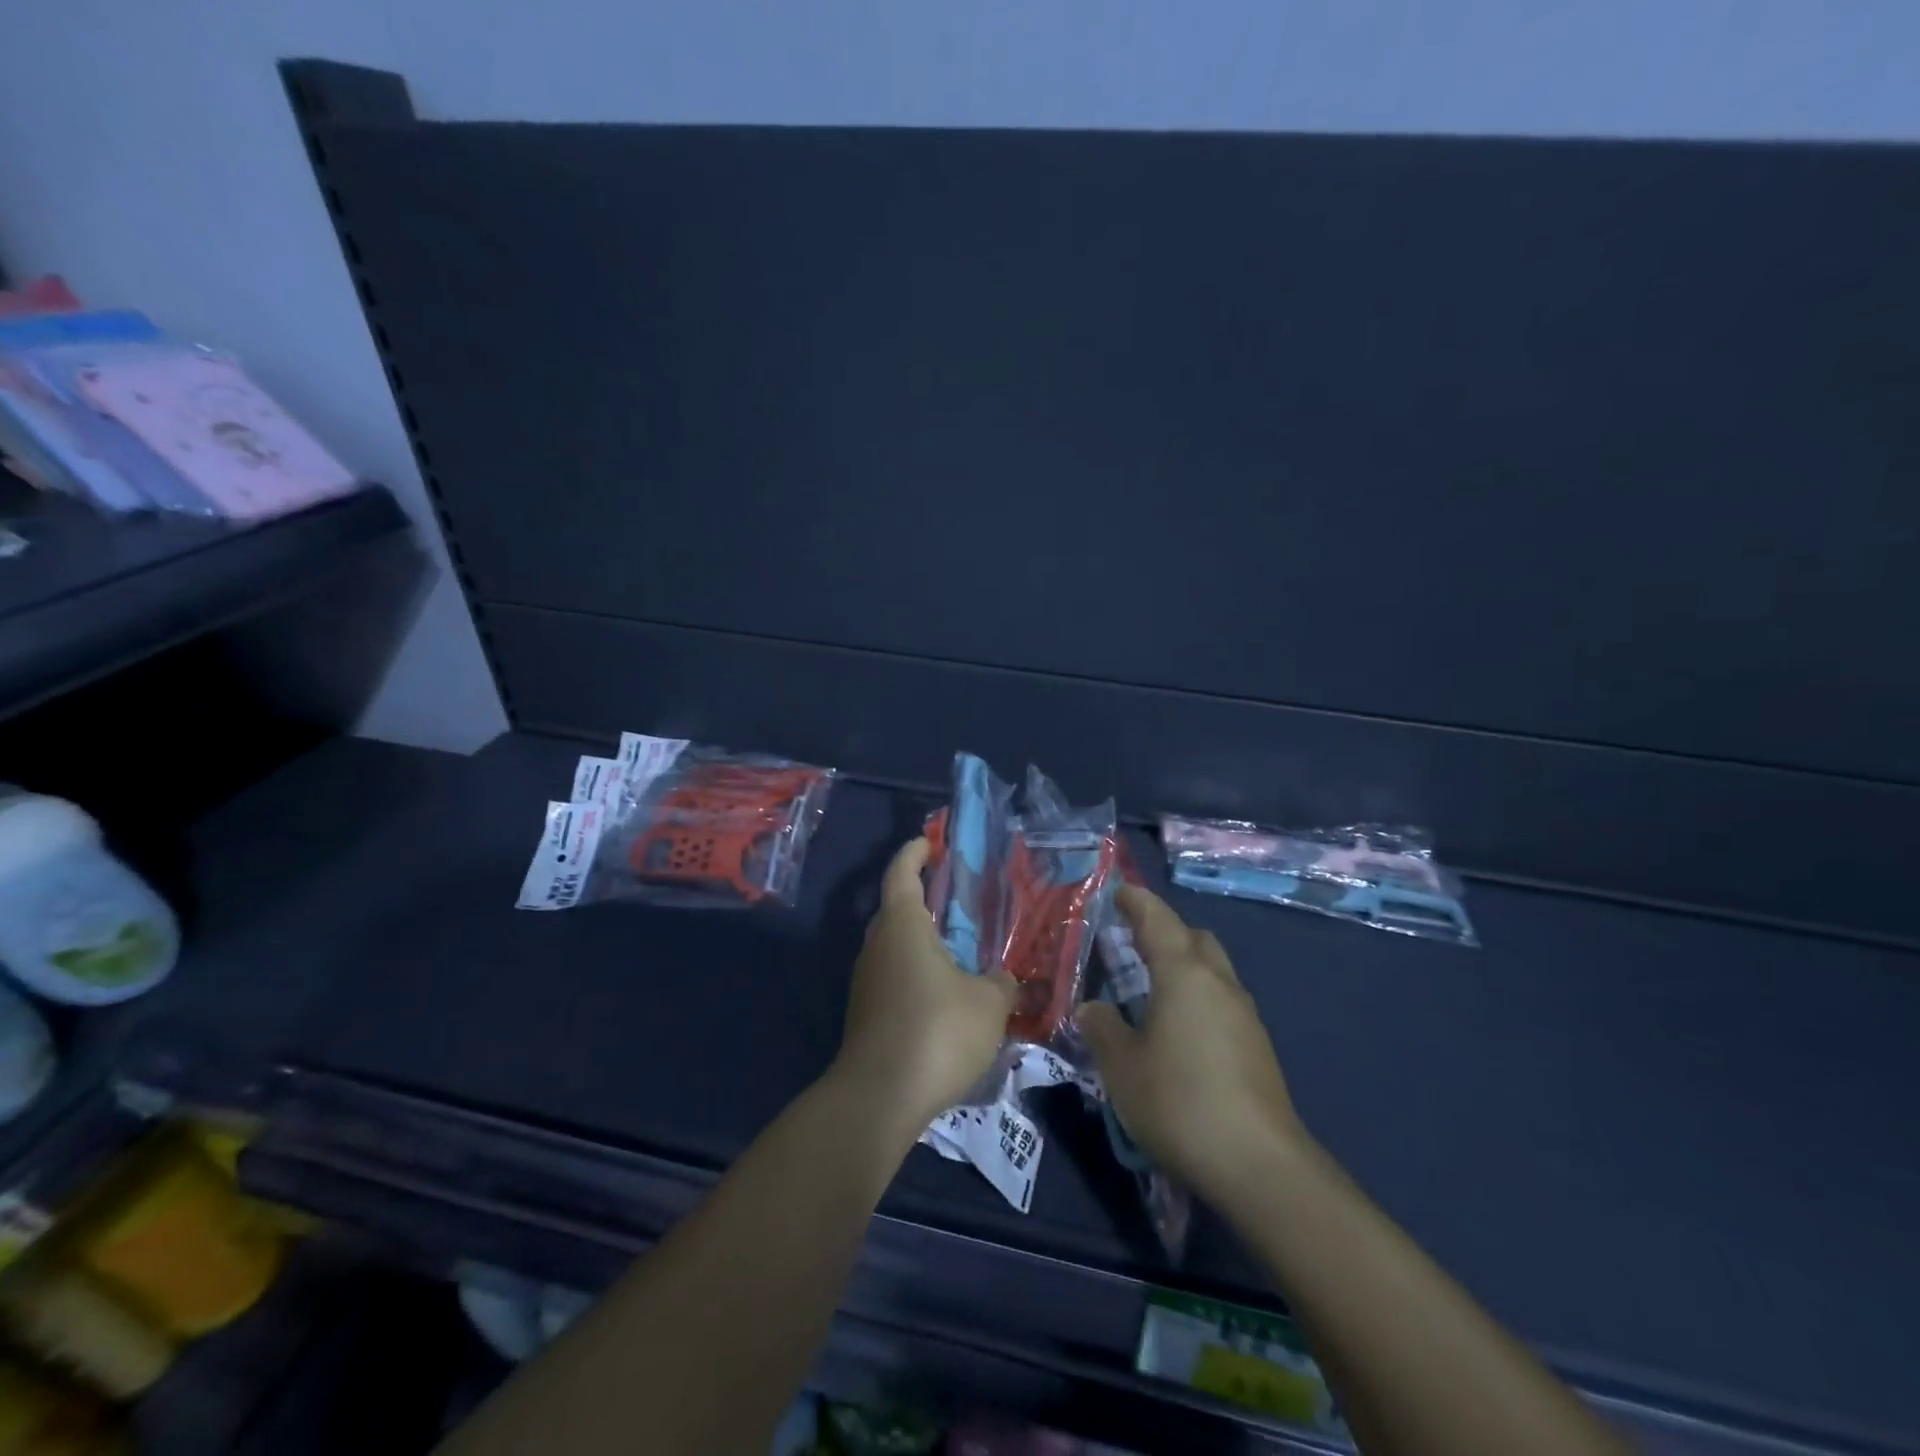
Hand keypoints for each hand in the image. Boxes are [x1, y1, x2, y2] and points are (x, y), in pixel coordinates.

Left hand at [832, 838, 1016, 1131]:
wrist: (880, 1097)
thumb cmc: (937, 1032)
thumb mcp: (988, 1004)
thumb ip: (1001, 982)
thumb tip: (1003, 978)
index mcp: (902, 926)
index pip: (901, 873)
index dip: (914, 852)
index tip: (929, 841)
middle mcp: (877, 945)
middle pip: (896, 909)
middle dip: (922, 898)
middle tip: (955, 898)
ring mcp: (866, 981)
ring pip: (894, 947)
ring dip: (921, 942)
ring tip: (958, 950)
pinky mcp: (865, 1013)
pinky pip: (893, 978)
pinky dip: (916, 974)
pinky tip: (943, 996)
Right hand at [1077, 886, 1306, 1205]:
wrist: (1259, 1165)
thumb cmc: (1179, 1102)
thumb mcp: (1122, 1066)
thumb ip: (1103, 1029)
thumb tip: (1092, 1008)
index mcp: (1183, 974)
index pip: (1158, 919)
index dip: (1136, 901)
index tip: (1118, 892)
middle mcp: (1219, 983)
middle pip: (1194, 938)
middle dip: (1165, 932)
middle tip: (1132, 944)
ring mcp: (1245, 1015)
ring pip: (1213, 970)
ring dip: (1184, 966)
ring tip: (1150, 990)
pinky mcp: (1257, 1046)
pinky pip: (1222, 1001)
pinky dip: (1198, 998)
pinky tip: (1179, 1032)